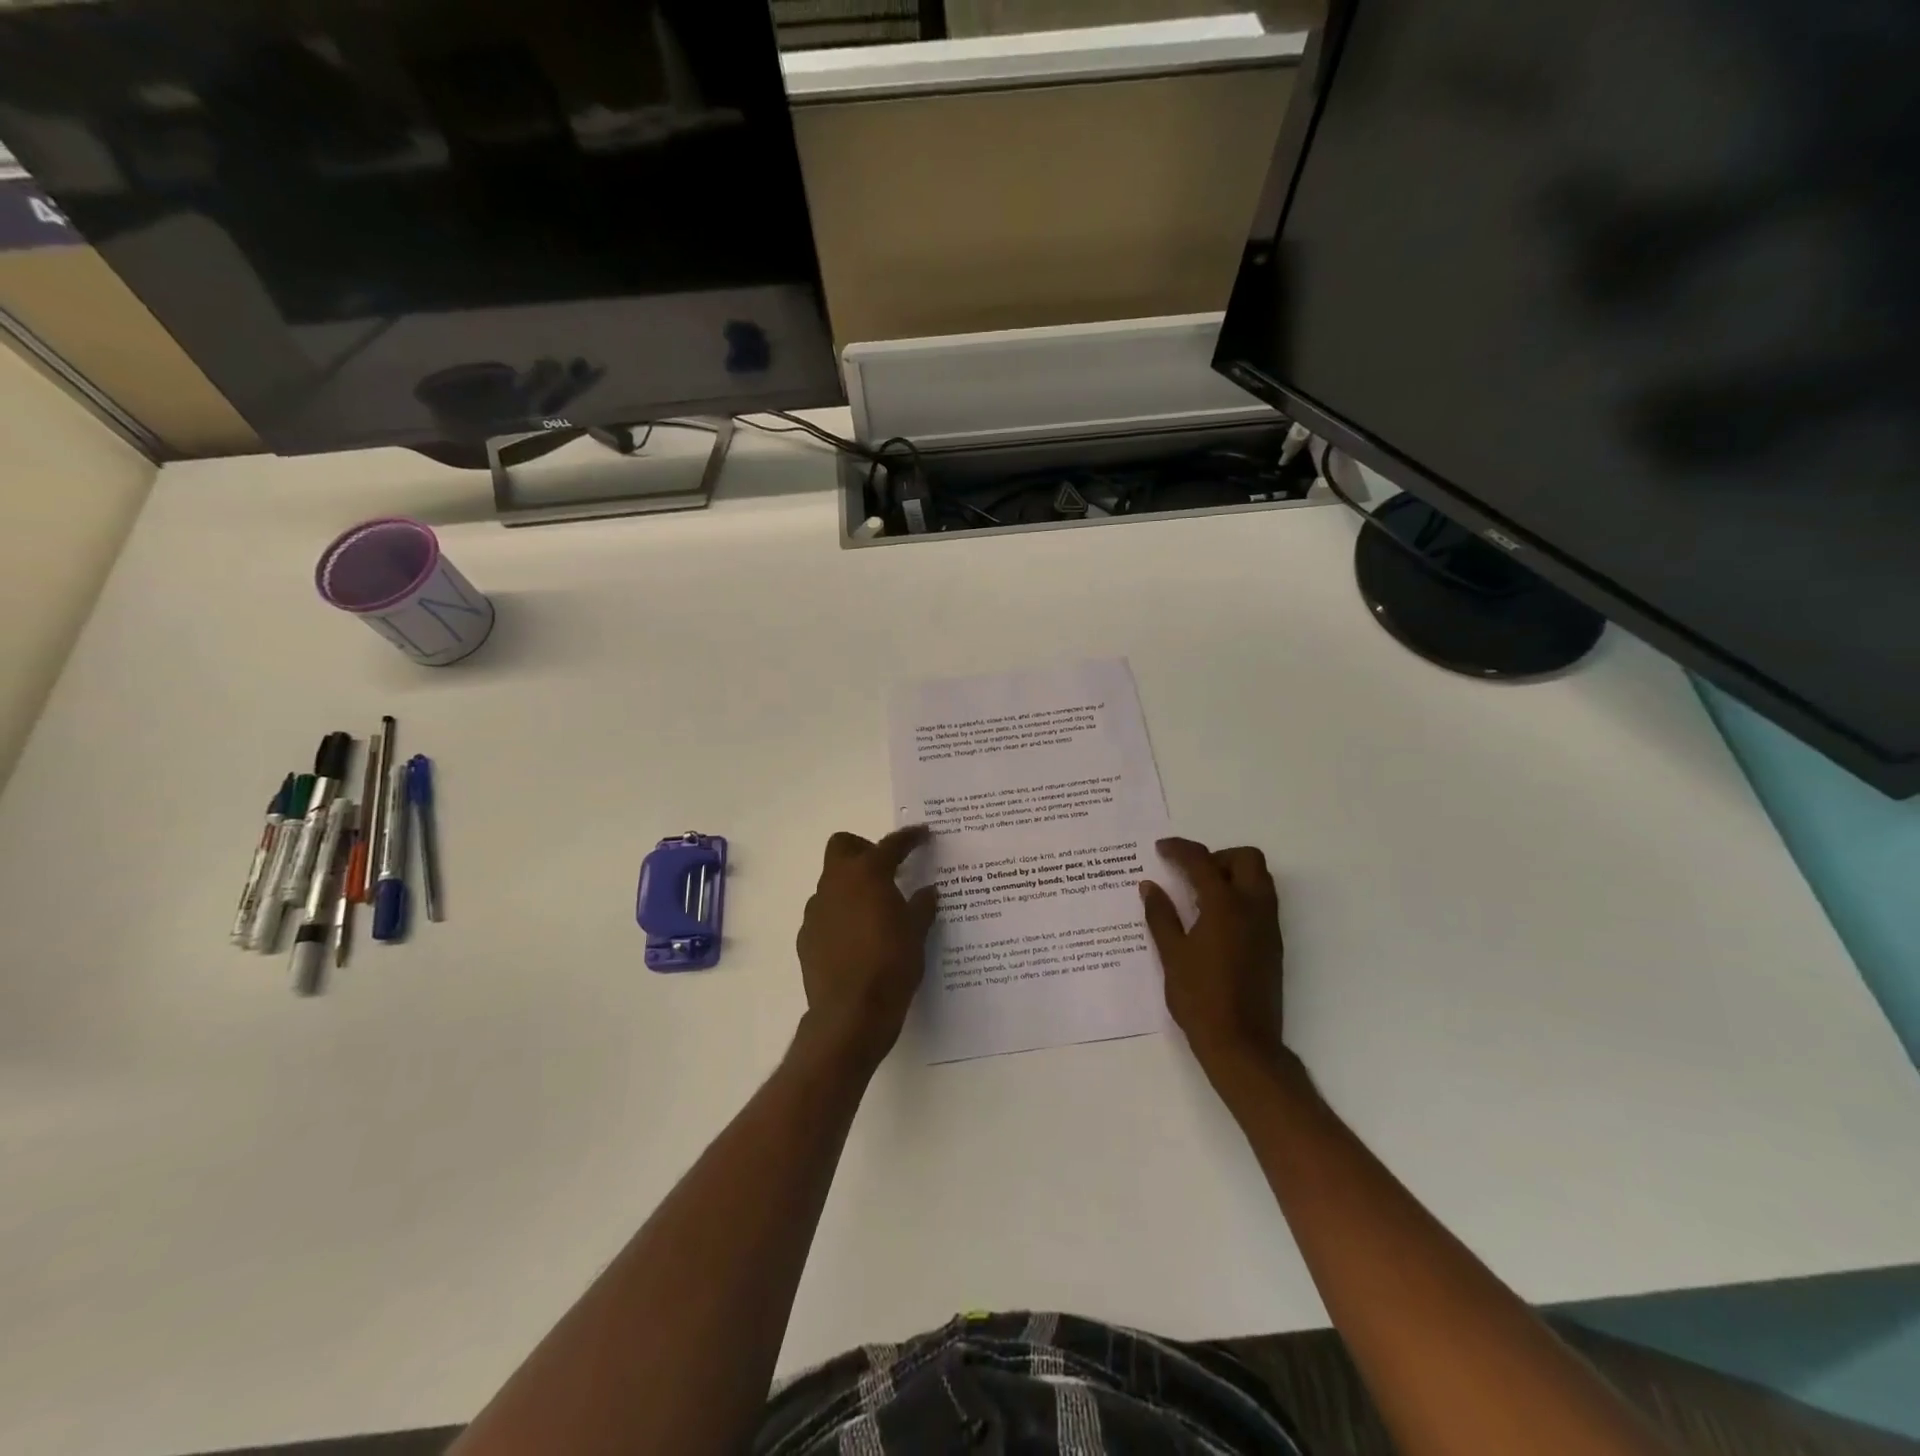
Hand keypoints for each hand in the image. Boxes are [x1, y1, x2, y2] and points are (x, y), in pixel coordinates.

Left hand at [795, 826, 939, 1071]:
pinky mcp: (806, 936)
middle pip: (843, 846)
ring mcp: (816, 910)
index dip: (909, 838)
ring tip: (874, 910)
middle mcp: (836, 883)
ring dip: (851, 886)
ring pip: (832, 882)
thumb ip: (922, 906)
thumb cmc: (891, 965)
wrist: (851, 1014)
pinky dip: (841, 915)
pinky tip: (857, 939)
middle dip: (864, 849)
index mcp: (867, 874)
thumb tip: (928, 891)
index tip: (923, 835)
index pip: (890, 844)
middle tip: (887, 869)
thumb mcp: (917, 934)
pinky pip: (825, 913)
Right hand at [1141, 838, 1285, 1078]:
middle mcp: (1253, 908)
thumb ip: (1161, 915)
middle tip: (1190, 873)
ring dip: (1232, 874)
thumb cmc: (1200, 998)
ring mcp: (1268, 926)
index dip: (1180, 849)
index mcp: (1225, 906)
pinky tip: (1213, 919)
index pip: (1203, 861)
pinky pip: (1261, 902)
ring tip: (1199, 895)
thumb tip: (1150, 886)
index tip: (1161, 848)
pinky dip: (1240, 895)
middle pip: (1245, 859)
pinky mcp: (1272, 944)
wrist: (1242, 1044)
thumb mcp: (1172, 955)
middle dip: (1217, 856)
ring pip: (1259, 879)